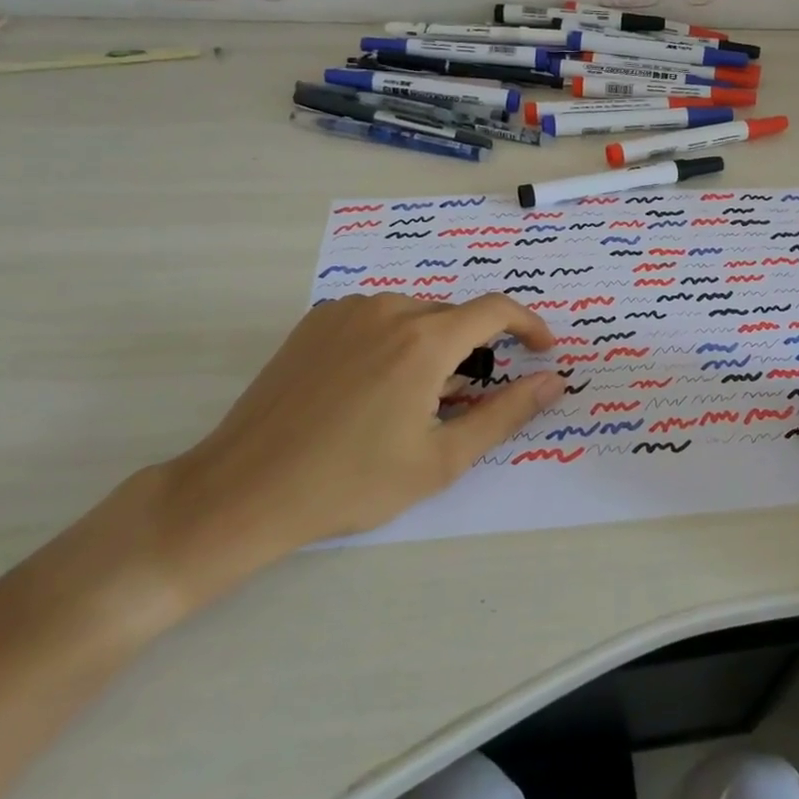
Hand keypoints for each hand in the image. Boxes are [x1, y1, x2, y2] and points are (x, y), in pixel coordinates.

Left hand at [153, 293, 564, 604]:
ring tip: (415, 400)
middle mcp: (389, 309)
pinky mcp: (316, 320)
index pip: (496, 310)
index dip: (529, 325)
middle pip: (454, 316)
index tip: (541, 350)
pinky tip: (373, 387)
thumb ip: (506, 413)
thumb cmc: (351, 482)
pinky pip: (376, 318)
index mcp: (424, 339)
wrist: (244, 490)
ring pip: (415, 316)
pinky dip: (393, 341)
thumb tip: (555, 380)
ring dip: (432, 346)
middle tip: (465, 400)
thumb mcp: (441, 458)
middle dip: (475, 350)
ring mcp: (346, 310)